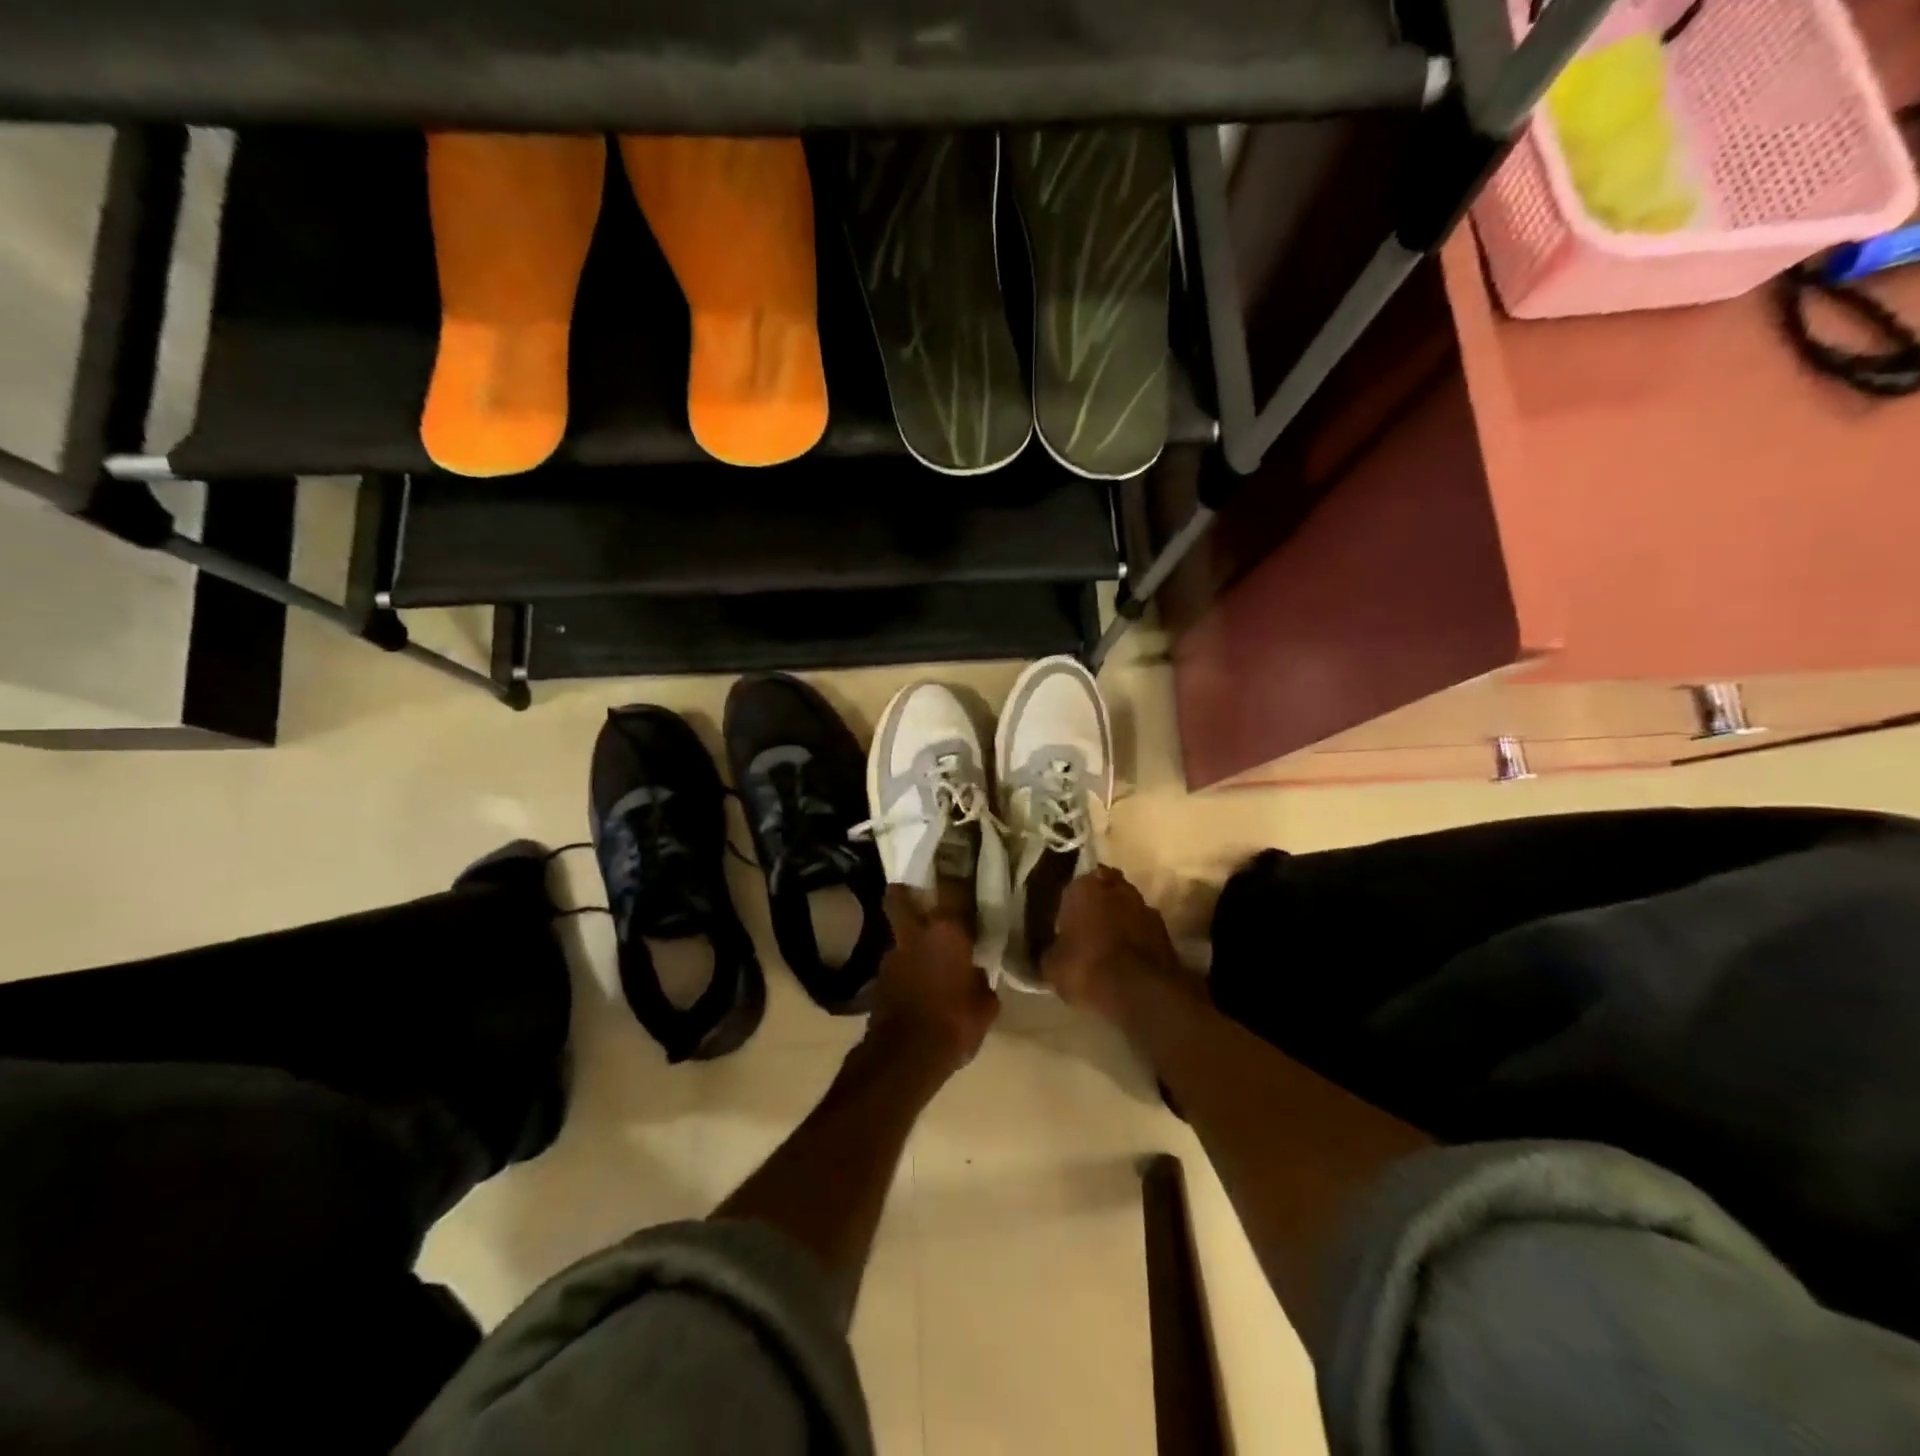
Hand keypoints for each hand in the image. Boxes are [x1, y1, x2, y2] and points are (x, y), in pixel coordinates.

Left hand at [866, 887, 999, 1075]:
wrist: (905, 1057)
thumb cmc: (955, 1023)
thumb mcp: (986, 1005)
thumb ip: (981, 981)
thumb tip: (975, 974)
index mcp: (946, 932)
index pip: (950, 888)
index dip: (953, 876)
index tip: (956, 868)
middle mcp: (914, 935)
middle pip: (898, 898)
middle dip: (903, 892)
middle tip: (915, 894)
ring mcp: (891, 957)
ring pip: (898, 937)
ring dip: (909, 943)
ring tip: (925, 960)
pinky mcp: (878, 982)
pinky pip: (895, 967)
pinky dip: (905, 972)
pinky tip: (916, 988)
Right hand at [1043, 867, 1185, 1021]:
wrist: (1140, 991)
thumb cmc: (1086, 968)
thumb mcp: (1052, 966)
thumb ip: (1051, 952)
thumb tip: (1053, 952)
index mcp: (1085, 887)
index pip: (1075, 884)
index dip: (1071, 902)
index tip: (1066, 919)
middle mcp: (1117, 888)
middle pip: (1106, 889)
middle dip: (1099, 903)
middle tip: (1088, 926)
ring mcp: (1145, 907)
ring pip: (1128, 907)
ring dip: (1121, 919)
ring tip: (1110, 944)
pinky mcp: (1165, 931)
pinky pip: (1144, 929)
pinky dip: (1138, 938)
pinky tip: (1129, 958)